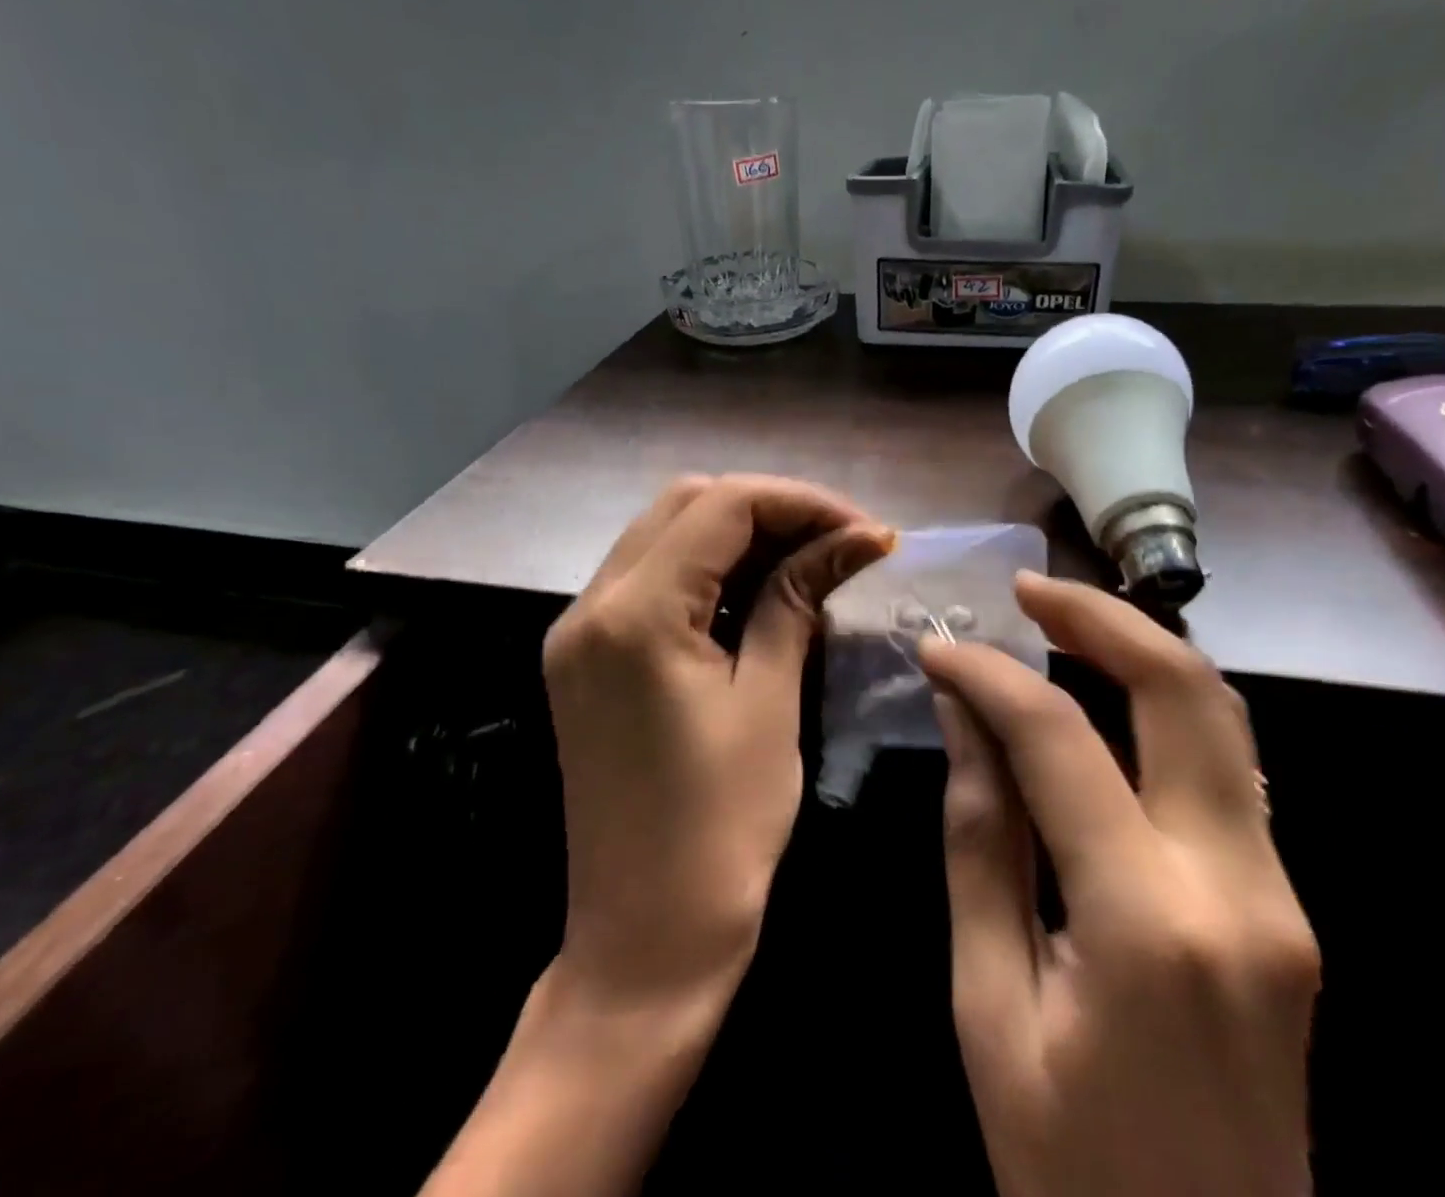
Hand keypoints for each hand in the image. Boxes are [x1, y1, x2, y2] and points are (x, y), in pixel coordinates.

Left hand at [541, 474, 893, 1006]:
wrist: (643, 941)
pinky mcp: (586, 658)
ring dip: (740, 536)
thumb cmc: (721, 830)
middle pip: (687, 504)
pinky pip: (650, 581)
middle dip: (770, 510)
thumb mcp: (769, 701)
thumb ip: (797, 600)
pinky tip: (758, 594)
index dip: (802, 502)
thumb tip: (856, 539)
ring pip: (666, 536)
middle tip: (838, 543)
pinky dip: (708, 572)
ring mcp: (579, 631)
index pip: (722, 505)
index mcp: (633, 614)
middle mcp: (590, 606)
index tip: (865, 531)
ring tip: (810, 561)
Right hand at [920, 572, 1317, 1196]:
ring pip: (1224, 718)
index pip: (1060, 743)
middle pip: (1186, 693)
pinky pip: (1225, 767)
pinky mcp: (1287, 905)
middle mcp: (1239, 887)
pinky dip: (1163, 705)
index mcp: (1148, 924)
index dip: (991, 678)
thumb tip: (964, 716)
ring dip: (1141, 648)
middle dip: (1101, 617)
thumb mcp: (988, 1010)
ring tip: (1062, 619)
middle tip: (1028, 589)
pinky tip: (1106, 693)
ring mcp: (1281, 894)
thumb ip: (980, 844)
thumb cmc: (1069, 1173)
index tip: (939, 646)